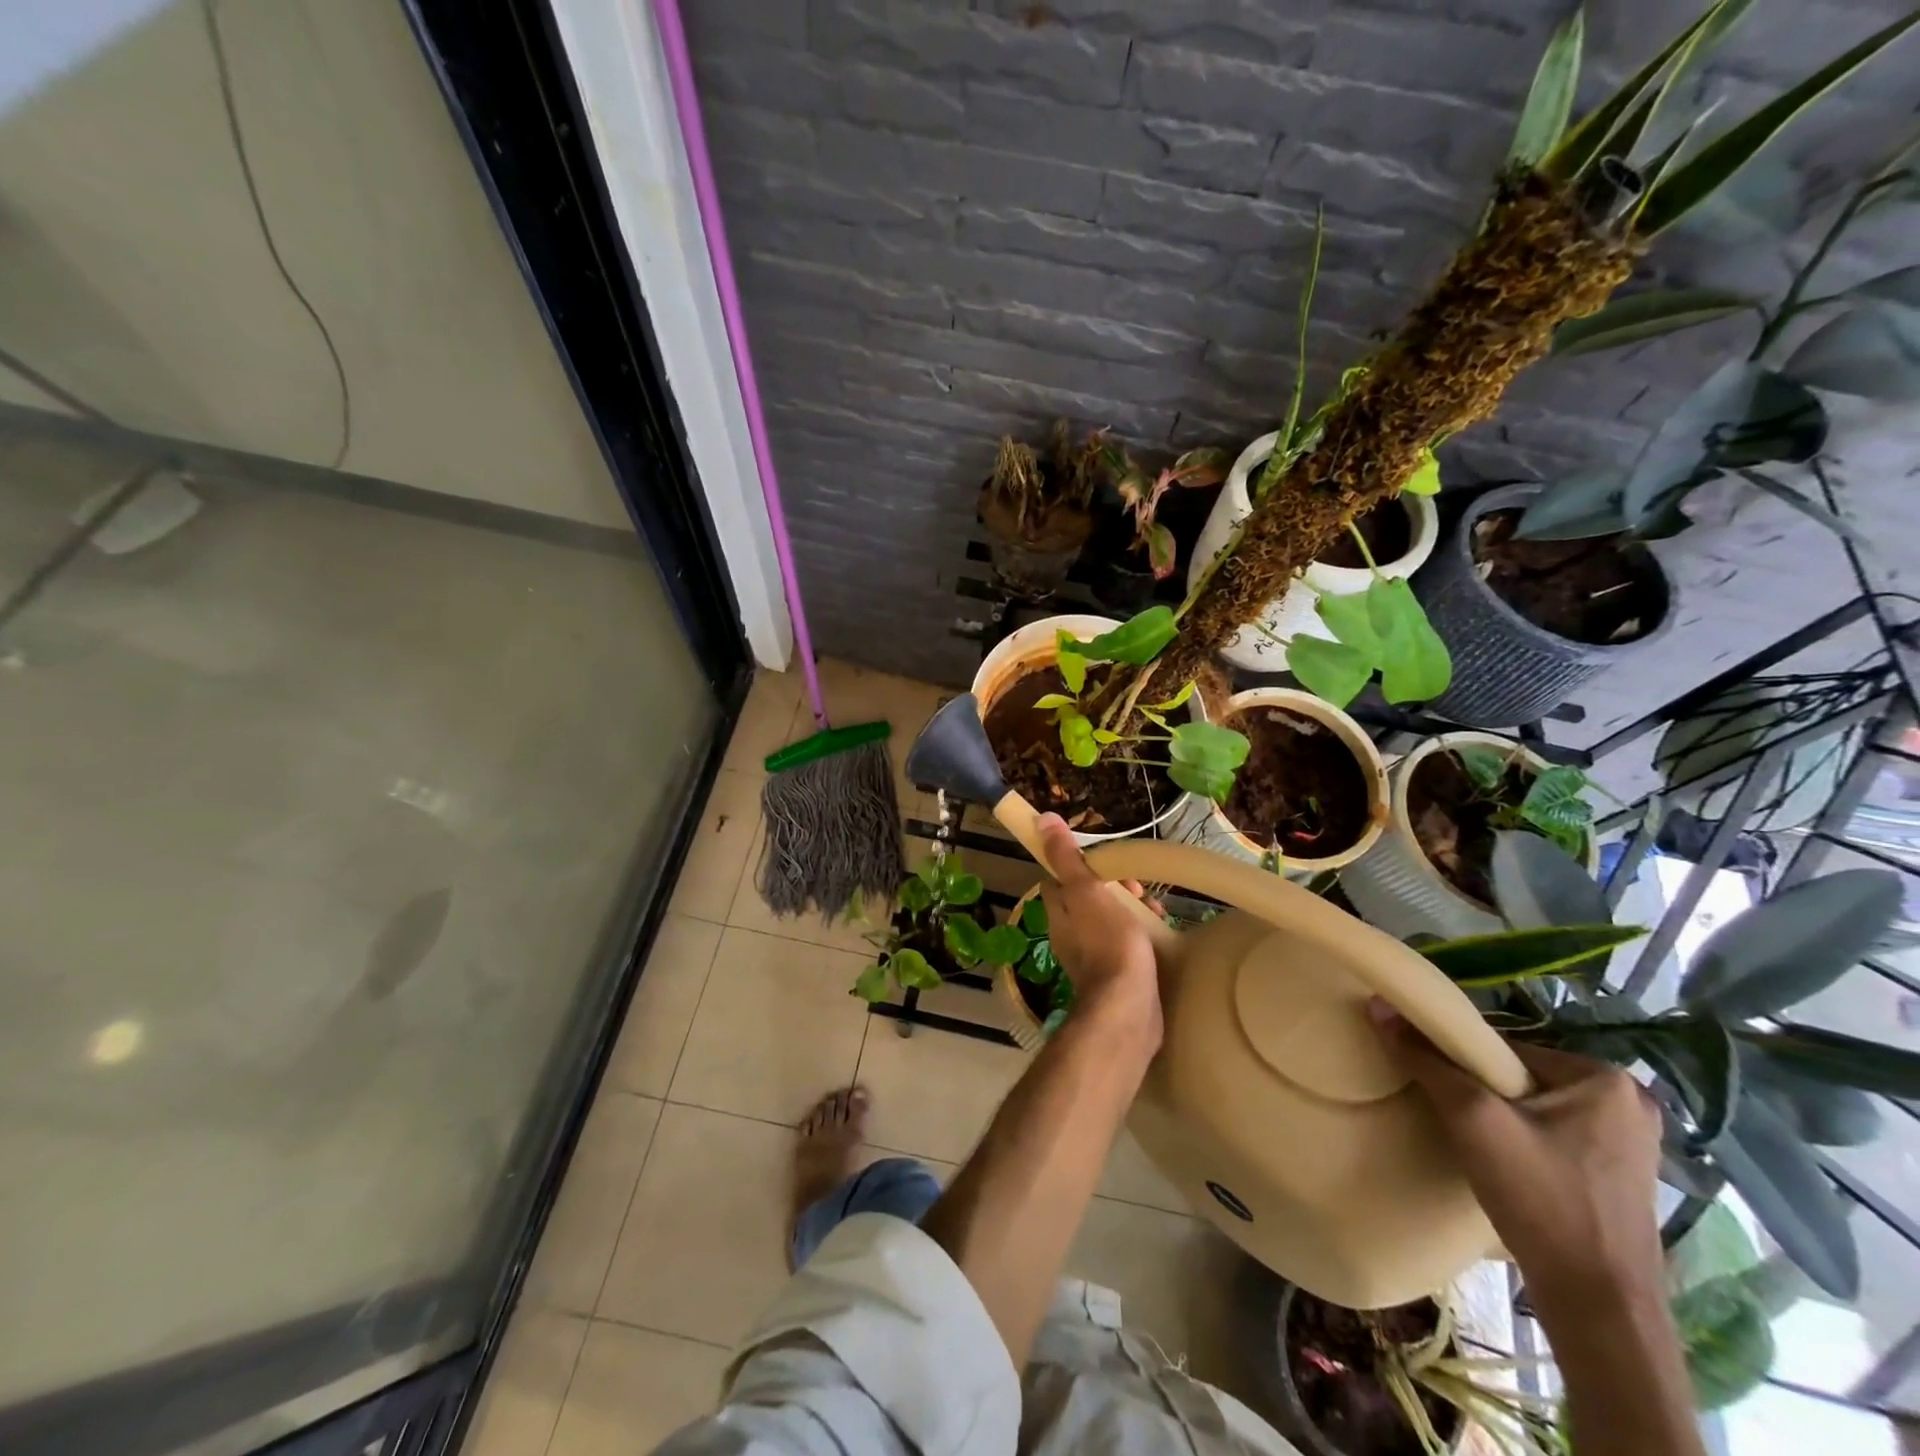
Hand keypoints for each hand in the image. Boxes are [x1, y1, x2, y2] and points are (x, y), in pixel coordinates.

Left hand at [1035, 814, 1162, 1054]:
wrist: (1128, 1008)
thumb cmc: (1108, 944)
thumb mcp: (1086, 891)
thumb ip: (1066, 858)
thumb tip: (1042, 820)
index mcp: (1058, 911)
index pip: (1060, 876)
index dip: (1082, 863)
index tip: (1108, 861)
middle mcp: (1068, 933)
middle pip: (1088, 896)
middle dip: (1114, 886)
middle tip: (1138, 887)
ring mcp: (1090, 955)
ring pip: (1108, 918)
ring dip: (1131, 908)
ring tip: (1156, 909)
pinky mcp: (1113, 974)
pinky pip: (1123, 942)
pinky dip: (1139, 932)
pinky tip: (1160, 932)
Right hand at [1370, 1003, 1664, 1323]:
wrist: (1599, 1306)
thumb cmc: (1541, 1199)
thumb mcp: (1472, 1119)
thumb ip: (1426, 1060)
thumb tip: (1379, 1004)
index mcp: (1605, 1077)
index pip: (1503, 1049)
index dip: (1461, 1066)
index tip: (1440, 1092)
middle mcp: (1628, 1101)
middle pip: (1519, 1076)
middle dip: (1483, 1093)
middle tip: (1459, 1122)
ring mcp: (1633, 1142)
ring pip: (1534, 1107)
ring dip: (1501, 1118)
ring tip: (1478, 1145)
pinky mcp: (1623, 1174)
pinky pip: (1554, 1134)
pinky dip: (1525, 1141)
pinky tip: (1508, 1167)